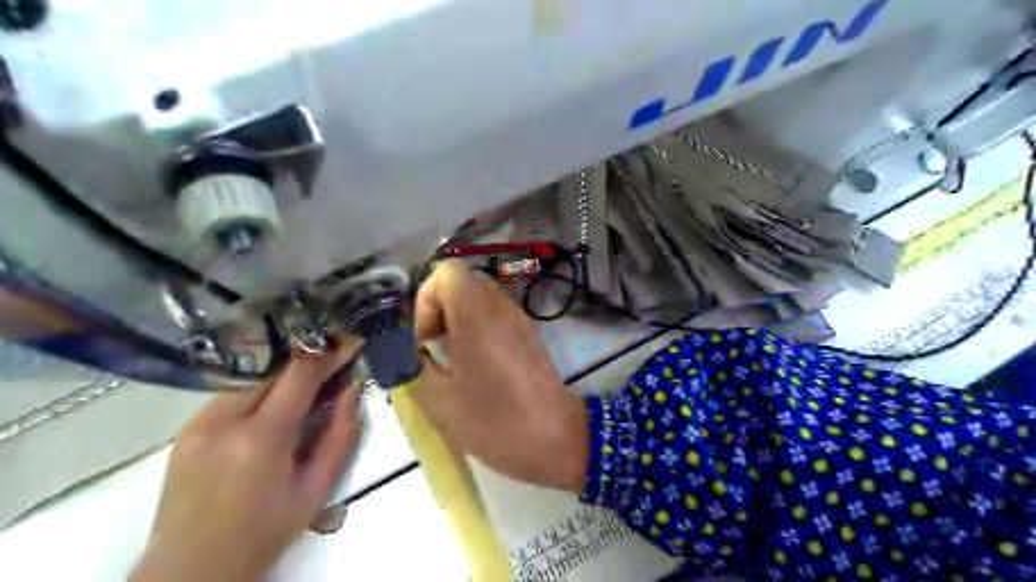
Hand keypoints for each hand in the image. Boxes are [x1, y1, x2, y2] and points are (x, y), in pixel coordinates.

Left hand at [131, 340, 364, 581]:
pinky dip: (261, 392)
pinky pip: (233, 395)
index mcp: (260, 438)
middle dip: (309, 363)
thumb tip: (352, 390)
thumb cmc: (264, 533)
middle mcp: (222, 420)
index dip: (329, 353)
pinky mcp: (187, 430)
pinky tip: (275, 408)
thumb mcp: (317, 488)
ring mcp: (198, 423)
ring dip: (285, 378)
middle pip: (275, 370)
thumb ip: (341, 435)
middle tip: (336, 363)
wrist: (191, 571)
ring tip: (309, 387)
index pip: (300, 375)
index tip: (352, 341)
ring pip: (253, 379)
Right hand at [414, 259, 589, 489]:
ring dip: (457, 321)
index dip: (425, 300)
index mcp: (477, 315)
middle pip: (462, 284)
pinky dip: (477, 330)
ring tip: (451, 360)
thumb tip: (410, 355)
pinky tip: (475, 367)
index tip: (424, 339)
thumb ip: (413, 369)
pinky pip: (495, 317)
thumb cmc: (497, 421)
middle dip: (438, 311)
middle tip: (431, 348)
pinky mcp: (528, 335)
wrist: (557, 439)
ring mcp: (519, 320)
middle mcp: (500, 308)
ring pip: (478, 300)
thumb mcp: (440, 402)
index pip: (446, 273)